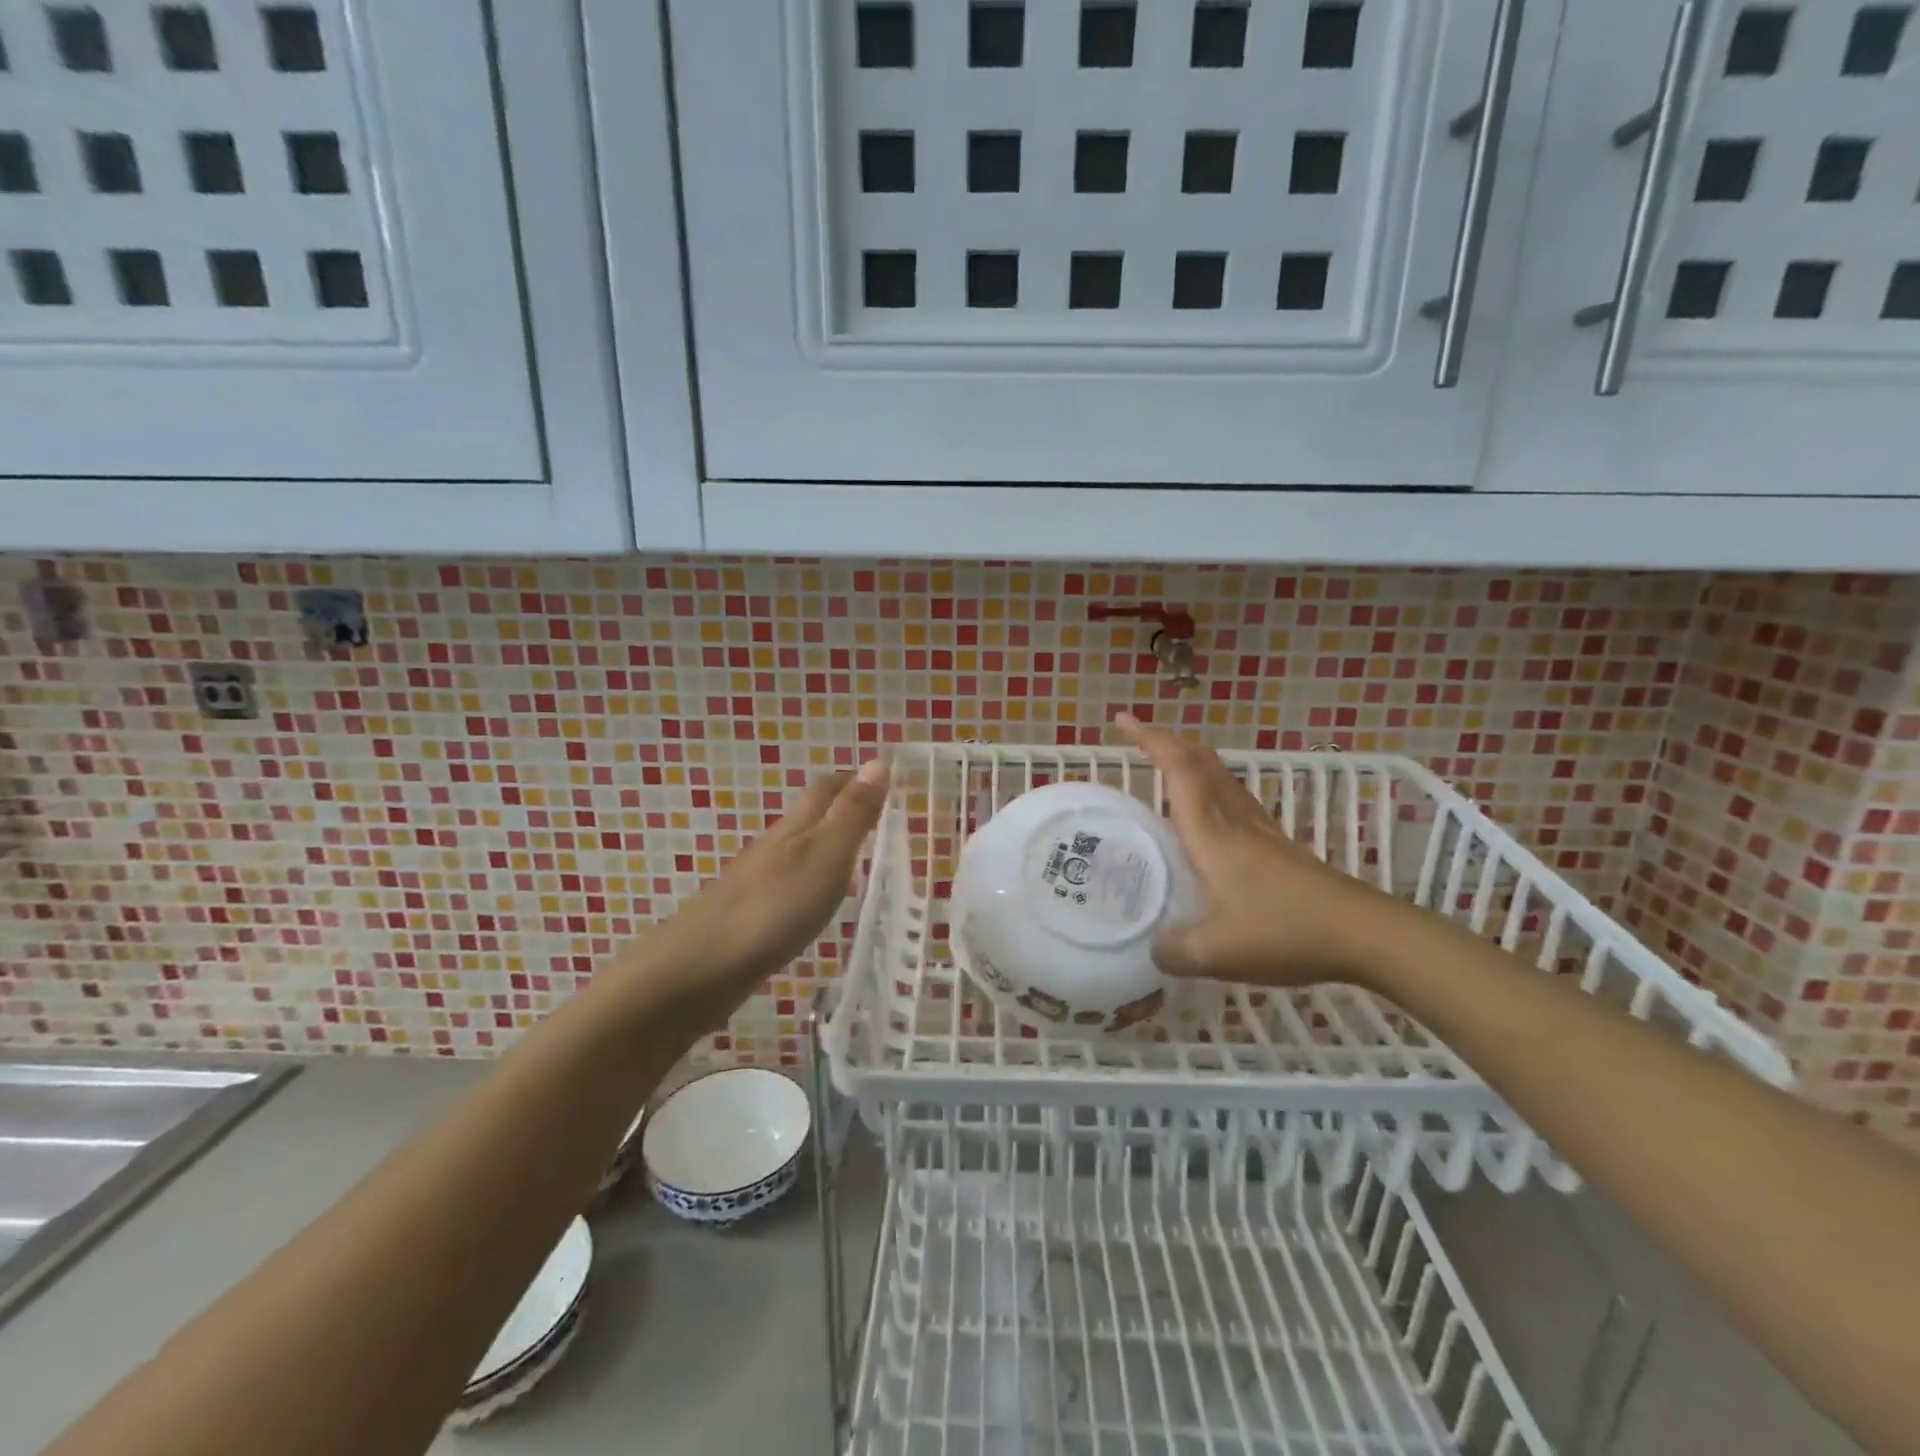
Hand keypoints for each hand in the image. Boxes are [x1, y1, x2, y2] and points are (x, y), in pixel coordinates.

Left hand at [642, 758, 889, 1001]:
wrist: (701, 968)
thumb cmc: (774, 906)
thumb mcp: (826, 855)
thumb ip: (852, 813)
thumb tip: (879, 761)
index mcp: (795, 826)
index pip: (826, 789)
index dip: (854, 780)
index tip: (886, 779)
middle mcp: (774, 846)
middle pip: (809, 816)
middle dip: (840, 808)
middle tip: (877, 816)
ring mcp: (757, 881)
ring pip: (796, 850)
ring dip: (824, 845)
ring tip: (855, 857)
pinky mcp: (749, 916)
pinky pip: (787, 884)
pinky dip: (808, 881)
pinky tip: (815, 901)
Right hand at [1116, 714, 1405, 989]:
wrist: (1363, 933)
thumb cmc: (1284, 931)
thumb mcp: (1216, 953)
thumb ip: (1174, 950)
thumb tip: (1153, 949)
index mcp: (1211, 834)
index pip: (1178, 770)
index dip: (1150, 740)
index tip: (1123, 720)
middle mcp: (1235, 821)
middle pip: (1202, 763)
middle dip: (1168, 742)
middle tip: (1139, 739)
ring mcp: (1261, 831)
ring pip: (1222, 778)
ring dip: (1192, 762)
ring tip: (1167, 767)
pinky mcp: (1278, 847)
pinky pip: (1236, 800)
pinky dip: (1212, 789)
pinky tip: (1210, 818)